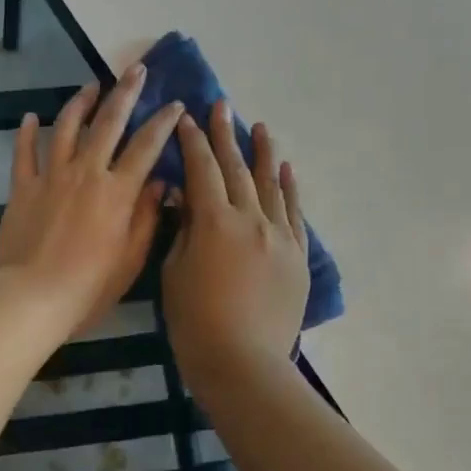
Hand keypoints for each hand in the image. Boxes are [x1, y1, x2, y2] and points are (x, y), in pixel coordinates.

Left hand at [0, 64, 184, 337]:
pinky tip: (30, 117)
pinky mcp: (22, 186)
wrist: (31, 297)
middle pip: (108, 122)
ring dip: (80, 102)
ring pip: (66, 126)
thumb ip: (146, 217)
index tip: (174, 104)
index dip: (163, 122)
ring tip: (91, 87)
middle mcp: (86, 172)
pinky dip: (27, 132)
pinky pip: (24, 152)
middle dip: (125, 93)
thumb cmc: (88, 287)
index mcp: (117, 191)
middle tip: (136, 70)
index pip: (146, 146)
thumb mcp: (131, 258)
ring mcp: (51, 176)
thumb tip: (160, 183)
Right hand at [162, 100, 307, 377]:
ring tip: (259, 127)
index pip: (201, 169)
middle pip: (236, 168)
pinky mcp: (297, 256)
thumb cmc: (195, 323)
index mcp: (214, 221)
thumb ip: (181, 231)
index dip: (192, 142)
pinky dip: (290, 188)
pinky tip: (286, 169)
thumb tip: (184, 200)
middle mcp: (251, 219)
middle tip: (221, 105)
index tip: (186, 118)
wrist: (244, 364)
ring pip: (271, 184)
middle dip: (225, 135)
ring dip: (262, 153)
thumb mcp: (174, 273)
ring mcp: (279, 236)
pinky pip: (294, 213)